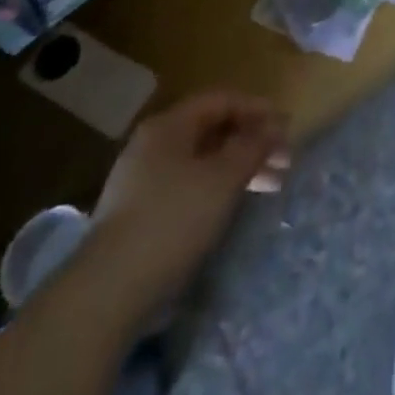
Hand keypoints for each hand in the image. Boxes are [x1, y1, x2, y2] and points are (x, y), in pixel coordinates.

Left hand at [92, 92, 290, 294]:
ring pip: (201, 162)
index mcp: (170, 124)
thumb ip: (252, 146)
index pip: (222, 100)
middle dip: (251, 142)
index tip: (287, 127)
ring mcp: (141, 181)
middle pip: (212, 130)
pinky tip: (232, 208)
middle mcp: (153, 144)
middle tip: (284, 162)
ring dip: (237, 168)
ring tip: (269, 188)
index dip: (258, 109)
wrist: (106, 294)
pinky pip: (187, 187)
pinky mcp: (138, 216)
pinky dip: (215, 190)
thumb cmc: (172, 220)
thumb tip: (274, 127)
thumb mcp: (222, 178)